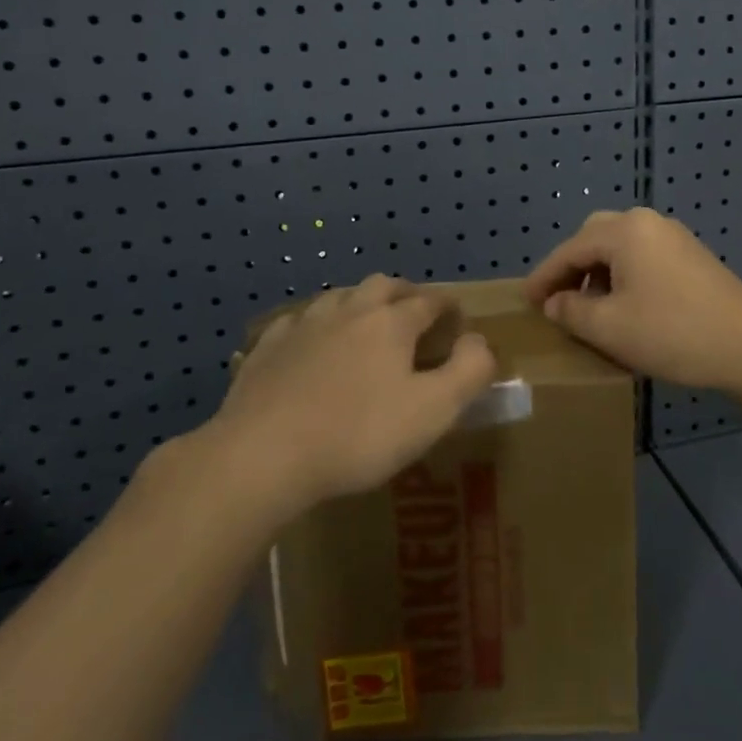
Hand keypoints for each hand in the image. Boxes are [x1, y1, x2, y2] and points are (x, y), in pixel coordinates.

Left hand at [206, 276, 496, 517]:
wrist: (263, 454)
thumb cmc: (358, 434)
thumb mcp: (433, 411)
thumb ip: (469, 371)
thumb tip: (478, 341)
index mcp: (392, 322)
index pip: (430, 301)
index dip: (448, 307)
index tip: (457, 320)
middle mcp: (349, 310)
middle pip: (383, 285)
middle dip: (404, 294)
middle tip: (414, 313)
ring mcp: (304, 325)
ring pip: (338, 297)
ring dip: (358, 303)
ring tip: (364, 324)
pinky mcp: (268, 347)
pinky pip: (297, 322)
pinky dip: (313, 327)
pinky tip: (309, 344)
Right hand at [523, 208, 741, 392]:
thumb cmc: (672, 333)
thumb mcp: (610, 328)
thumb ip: (572, 312)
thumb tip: (555, 303)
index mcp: (624, 231)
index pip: (570, 249)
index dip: (545, 276)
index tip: (525, 301)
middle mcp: (648, 222)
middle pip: (595, 237)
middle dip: (572, 267)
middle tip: (557, 300)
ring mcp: (674, 237)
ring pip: (620, 246)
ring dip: (598, 272)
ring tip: (588, 307)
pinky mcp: (691, 256)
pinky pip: (643, 256)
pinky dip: (623, 275)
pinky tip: (625, 306)